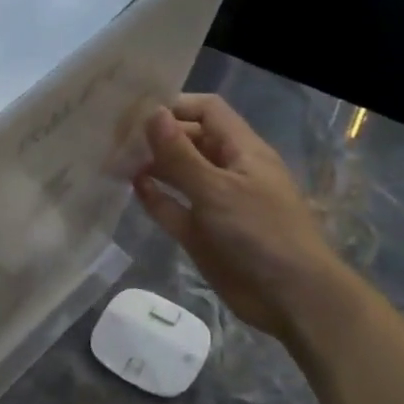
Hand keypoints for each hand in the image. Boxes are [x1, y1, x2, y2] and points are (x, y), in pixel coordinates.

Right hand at [132, 94, 348, 338]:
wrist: (290, 298)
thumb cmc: (260, 233)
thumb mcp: (217, 189)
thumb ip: (180, 154)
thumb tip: (151, 113)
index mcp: (241, 151)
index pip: (207, 111)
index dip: (175, 105)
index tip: (135, 110)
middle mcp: (226, 171)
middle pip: (188, 140)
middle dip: (156, 135)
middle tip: (113, 136)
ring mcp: (213, 202)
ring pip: (177, 174)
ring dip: (151, 165)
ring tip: (113, 159)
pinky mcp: (200, 232)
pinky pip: (172, 207)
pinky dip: (154, 197)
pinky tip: (131, 188)